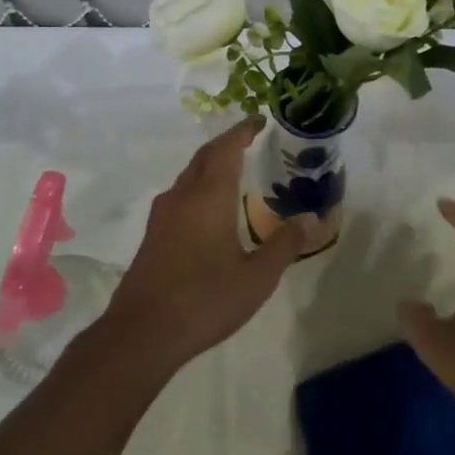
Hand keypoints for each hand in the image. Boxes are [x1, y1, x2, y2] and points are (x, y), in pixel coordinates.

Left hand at [98, 119, 312, 378]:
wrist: (142, 334)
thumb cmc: (204, 300)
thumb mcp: (257, 278)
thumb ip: (285, 245)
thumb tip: (312, 220)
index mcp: (208, 197)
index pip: (225, 149)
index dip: (242, 131)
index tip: (259, 121)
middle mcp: (182, 197)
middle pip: (204, 157)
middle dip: (227, 144)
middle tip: (251, 141)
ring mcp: (162, 216)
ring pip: (189, 177)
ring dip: (211, 166)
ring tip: (235, 171)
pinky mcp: (153, 236)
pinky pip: (180, 196)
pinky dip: (200, 187)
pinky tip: (211, 210)